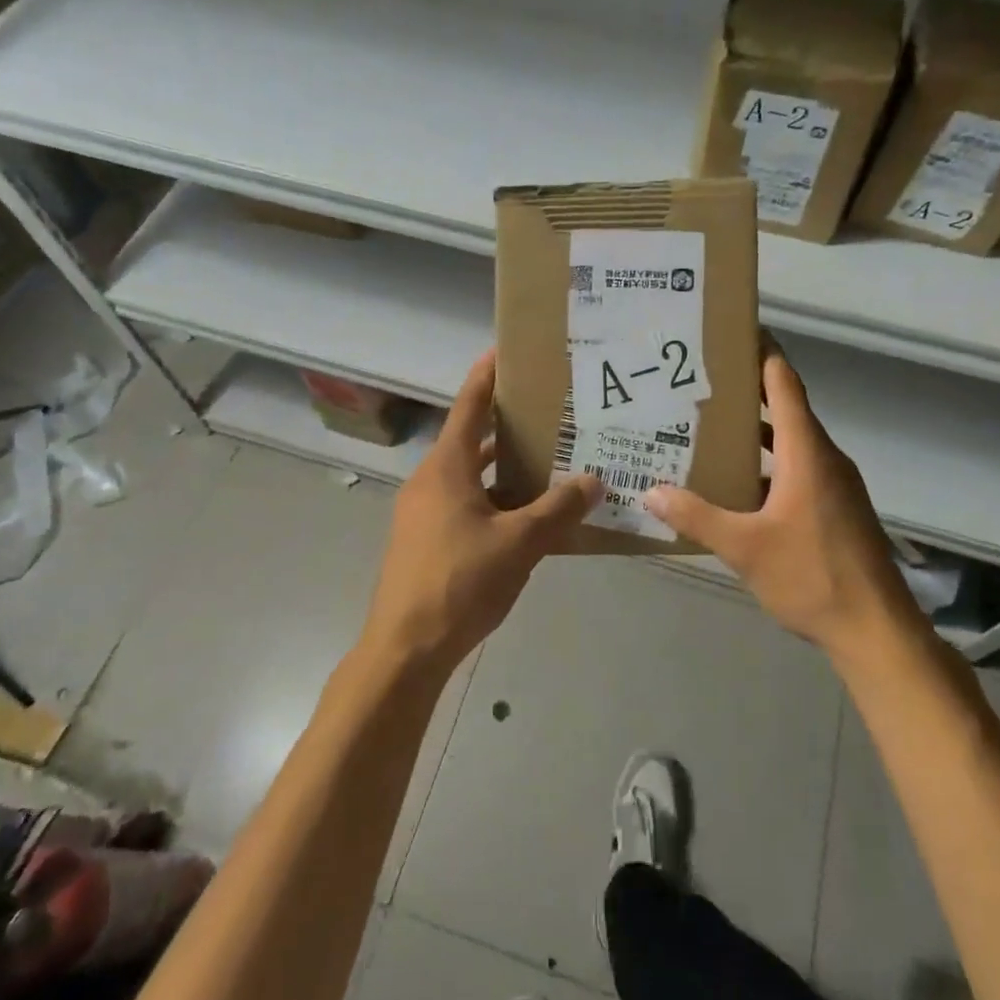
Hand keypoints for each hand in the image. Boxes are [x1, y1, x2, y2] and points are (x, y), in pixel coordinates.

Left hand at [363, 351, 598, 671]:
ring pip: (469, 476)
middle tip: (547, 410)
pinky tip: (525, 516)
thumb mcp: (519, 543)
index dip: (486, 376)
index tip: (505, 351)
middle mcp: (430, 481)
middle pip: (469, 439)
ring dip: (502, 468)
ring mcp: (423, 512)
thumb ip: (558, 510)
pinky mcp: (425, 540)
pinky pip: (464, 504)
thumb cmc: (460, 582)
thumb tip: (594, 481)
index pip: (468, 406)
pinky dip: (493, 499)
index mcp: (446, 468)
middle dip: (505, 424)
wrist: (405, 648)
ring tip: (546, 460)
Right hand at [645, 344, 919, 659]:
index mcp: (807, 452)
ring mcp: (834, 485)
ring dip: (754, 432)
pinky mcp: (835, 509)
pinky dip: (767, 464)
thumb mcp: (744, 547)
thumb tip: (651, 492)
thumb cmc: (812, 576)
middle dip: (745, 392)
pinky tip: (735, 483)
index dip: (762, 353)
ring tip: (708, 426)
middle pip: (785, 408)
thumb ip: (697, 516)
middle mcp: (824, 458)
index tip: (733, 331)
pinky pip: (797, 469)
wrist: (876, 631)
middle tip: (699, 381)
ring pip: (790, 442)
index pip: (784, 384)